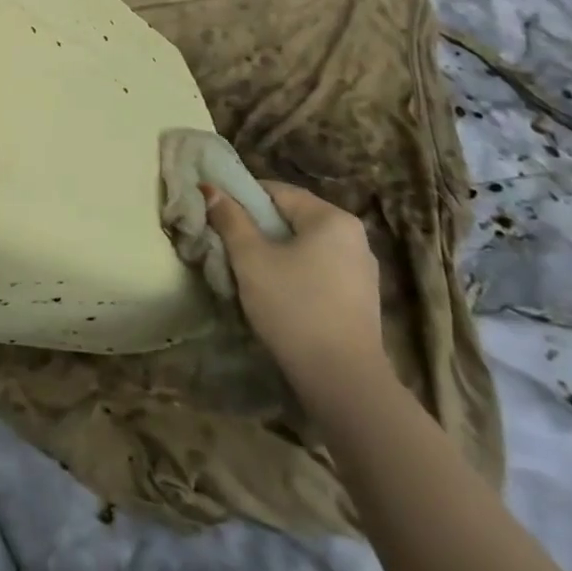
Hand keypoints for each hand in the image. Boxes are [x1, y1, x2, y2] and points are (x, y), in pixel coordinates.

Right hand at [204, 180, 386, 398]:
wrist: (343, 382)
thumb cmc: (294, 308)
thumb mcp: (251, 259)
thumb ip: (230, 219)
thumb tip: (210, 188)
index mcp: (332, 218)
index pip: (277, 191)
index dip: (242, 197)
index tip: (216, 214)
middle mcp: (354, 236)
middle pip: (292, 218)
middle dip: (257, 228)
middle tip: (226, 244)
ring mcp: (361, 270)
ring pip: (305, 247)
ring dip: (275, 252)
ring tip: (247, 271)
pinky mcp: (361, 300)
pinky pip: (319, 271)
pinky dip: (295, 273)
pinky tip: (276, 295)